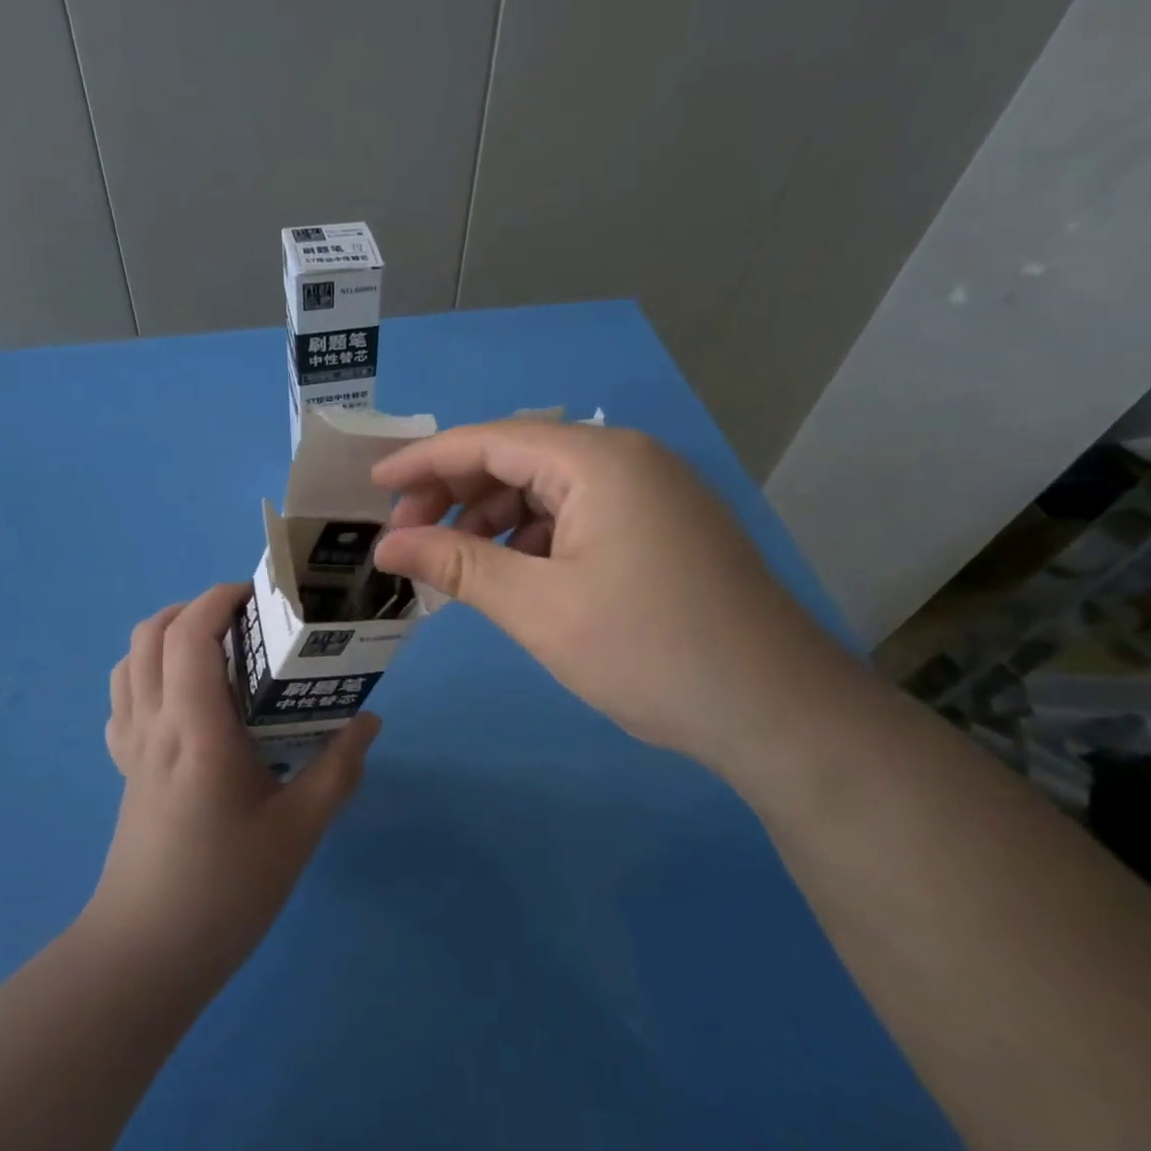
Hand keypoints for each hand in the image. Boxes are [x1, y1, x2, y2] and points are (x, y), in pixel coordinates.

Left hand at [94, 582, 379, 978]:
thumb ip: (338, 768)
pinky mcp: (125, 769)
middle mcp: (154, 724)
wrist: (146, 956)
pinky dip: (149, 673)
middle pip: (151, 634)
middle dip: (196, 608)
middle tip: (247, 622)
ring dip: (168, 636)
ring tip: (218, 652)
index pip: (190, 633)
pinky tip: (187, 699)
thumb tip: (369, 721)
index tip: (260, 597)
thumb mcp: (299, 830)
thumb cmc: (226, 889)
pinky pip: (124, 699)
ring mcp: (131, 747)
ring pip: (129, 661)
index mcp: (196, 728)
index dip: (220, 599)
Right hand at [371, 421, 850, 772]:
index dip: (425, 461)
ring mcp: (651, 492)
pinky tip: (515, 576)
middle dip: (457, 493)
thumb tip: (386, 546)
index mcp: (598, 460)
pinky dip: (536, 539)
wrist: (777, 710)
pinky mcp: (662, 527)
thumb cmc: (648, 650)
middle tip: (409, 538)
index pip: (490, 440)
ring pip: (549, 489)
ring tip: (457, 566)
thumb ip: (457, 566)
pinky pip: (580, 515)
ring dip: (495, 521)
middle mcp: (627, 459)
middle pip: (519, 458)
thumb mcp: (538, 607)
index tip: (373, 487)